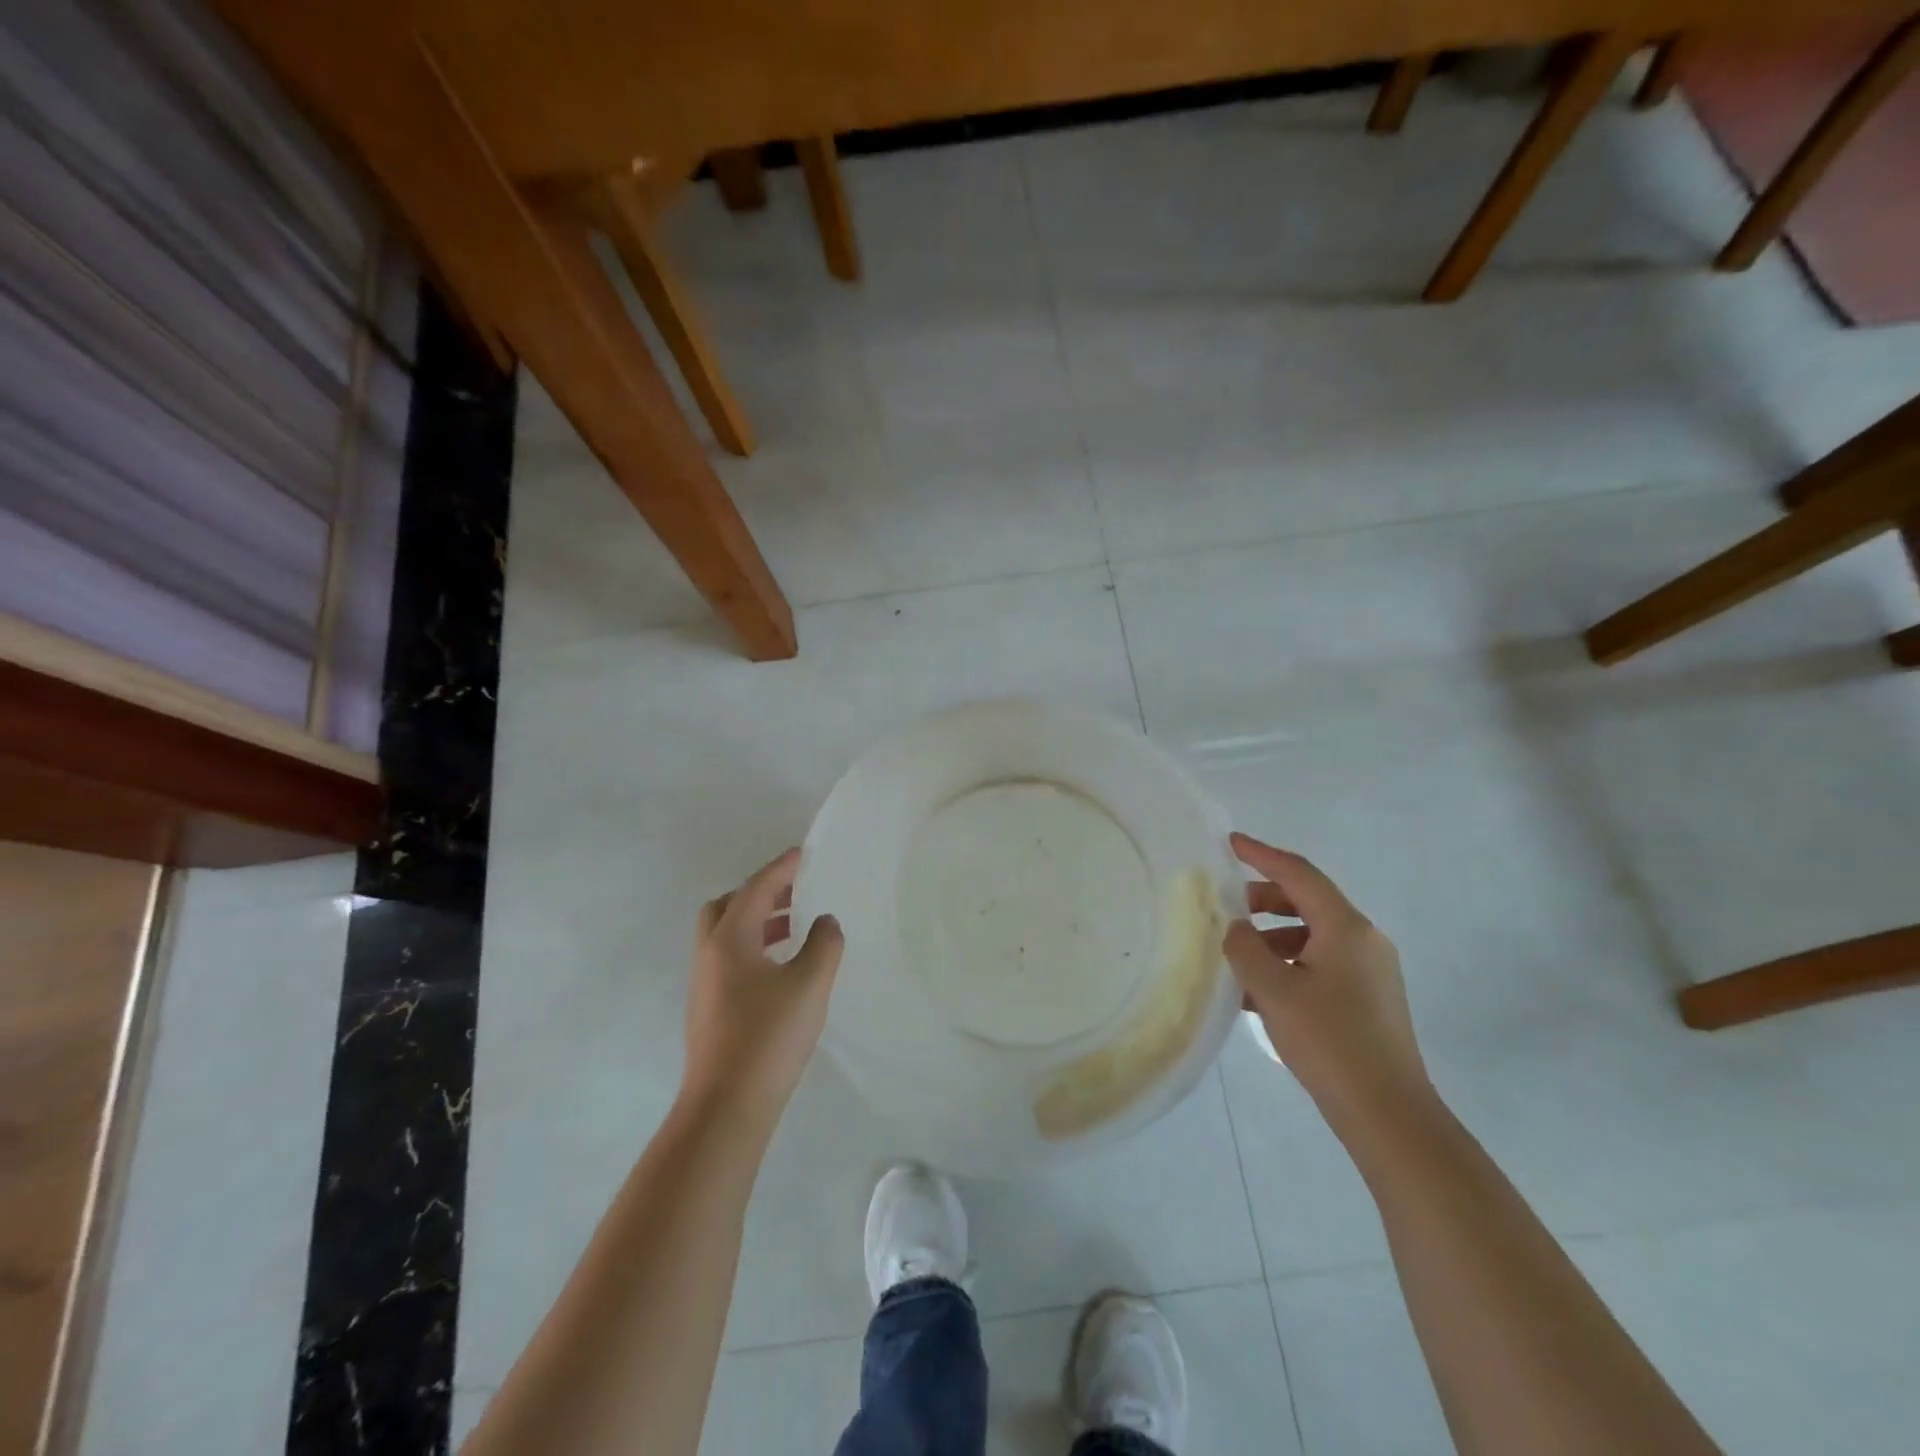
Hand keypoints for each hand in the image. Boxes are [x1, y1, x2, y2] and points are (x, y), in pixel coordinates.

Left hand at [682, 848, 843, 1122]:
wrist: (727, 1105)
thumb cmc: (769, 1036)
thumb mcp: (809, 984)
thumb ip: (824, 944)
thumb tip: (826, 922)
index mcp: (730, 938)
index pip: (756, 888)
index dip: (782, 868)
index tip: (804, 853)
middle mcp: (710, 953)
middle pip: (729, 905)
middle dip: (761, 892)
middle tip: (795, 890)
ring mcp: (705, 982)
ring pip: (727, 933)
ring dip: (758, 920)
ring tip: (796, 924)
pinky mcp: (709, 1007)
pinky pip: (730, 957)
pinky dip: (754, 945)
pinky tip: (781, 965)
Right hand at [1223, 832, 1432, 1138]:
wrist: (1388, 1113)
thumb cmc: (1329, 1042)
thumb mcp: (1273, 990)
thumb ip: (1245, 949)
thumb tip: (1235, 929)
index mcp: (1345, 927)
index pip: (1299, 874)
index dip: (1261, 854)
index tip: (1229, 843)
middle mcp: (1363, 939)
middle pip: (1307, 901)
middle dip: (1263, 900)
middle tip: (1225, 908)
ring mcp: (1370, 970)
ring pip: (1312, 935)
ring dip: (1272, 937)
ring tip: (1236, 958)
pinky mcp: (1368, 997)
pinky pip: (1320, 962)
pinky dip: (1288, 963)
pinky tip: (1259, 992)